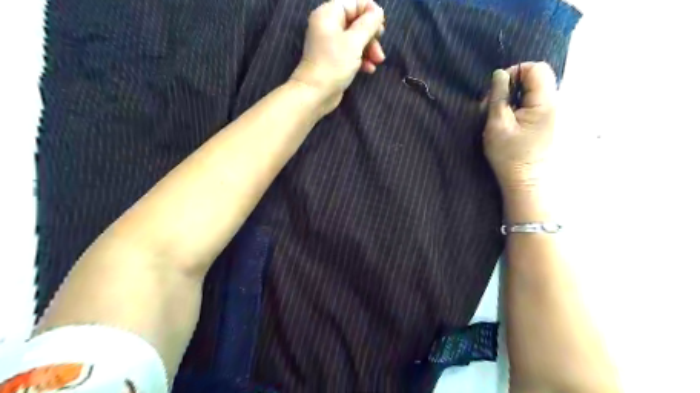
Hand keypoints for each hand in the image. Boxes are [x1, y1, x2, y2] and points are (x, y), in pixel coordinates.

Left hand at [291, 0, 388, 112]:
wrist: (315, 94)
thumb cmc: (334, 64)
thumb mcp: (354, 42)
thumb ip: (368, 24)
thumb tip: (378, 12)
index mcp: (329, 14)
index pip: (354, 3)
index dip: (370, 12)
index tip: (382, 26)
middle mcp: (328, 26)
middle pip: (356, 22)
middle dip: (371, 35)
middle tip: (379, 48)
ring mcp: (331, 44)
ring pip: (356, 39)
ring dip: (369, 49)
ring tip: (377, 62)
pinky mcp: (334, 60)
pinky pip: (351, 53)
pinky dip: (361, 59)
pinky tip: (369, 69)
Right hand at [483, 61, 557, 194]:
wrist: (526, 181)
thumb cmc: (509, 155)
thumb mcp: (497, 125)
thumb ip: (499, 96)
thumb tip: (500, 74)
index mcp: (545, 103)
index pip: (537, 68)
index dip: (515, 72)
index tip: (498, 89)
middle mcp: (556, 104)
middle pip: (538, 77)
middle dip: (514, 84)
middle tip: (496, 104)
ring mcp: (556, 113)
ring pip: (537, 90)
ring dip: (517, 96)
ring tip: (502, 114)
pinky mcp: (552, 121)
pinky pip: (538, 102)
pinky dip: (523, 105)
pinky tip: (512, 120)